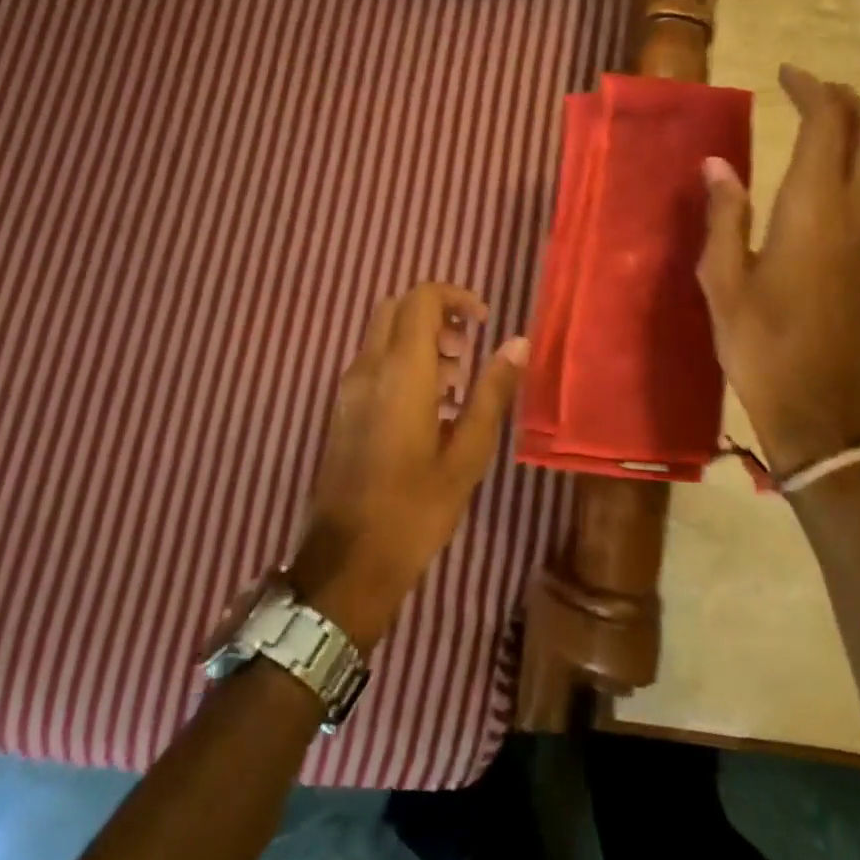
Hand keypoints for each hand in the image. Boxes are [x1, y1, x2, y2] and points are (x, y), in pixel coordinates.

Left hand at [289, 282, 527, 650]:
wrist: (347, 562)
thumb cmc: (415, 509)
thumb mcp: (467, 453)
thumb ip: (492, 392)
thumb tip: (518, 342)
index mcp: (401, 371)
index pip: (421, 299)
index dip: (455, 297)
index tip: (483, 322)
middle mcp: (368, 368)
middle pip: (398, 309)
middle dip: (436, 314)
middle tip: (467, 349)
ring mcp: (349, 389)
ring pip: (383, 335)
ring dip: (420, 341)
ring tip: (455, 385)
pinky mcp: (342, 410)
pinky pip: (373, 364)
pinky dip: (402, 363)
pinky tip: (429, 410)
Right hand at [697, 66, 859, 476]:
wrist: (825, 411)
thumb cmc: (762, 346)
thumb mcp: (723, 282)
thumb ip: (725, 216)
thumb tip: (718, 164)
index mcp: (814, 210)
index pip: (828, 124)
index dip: (812, 89)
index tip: (787, 74)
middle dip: (848, 99)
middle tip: (811, 93)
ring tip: (828, 124)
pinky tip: (841, 175)